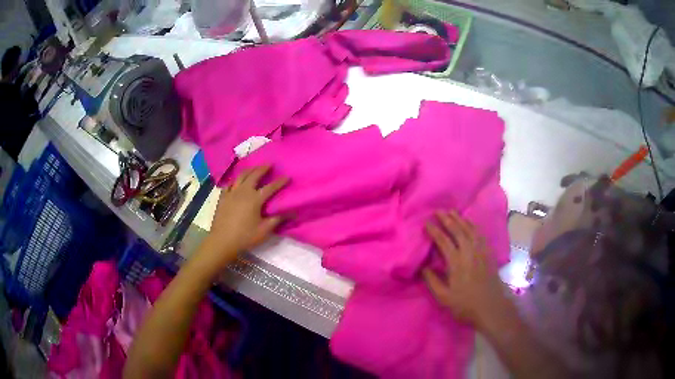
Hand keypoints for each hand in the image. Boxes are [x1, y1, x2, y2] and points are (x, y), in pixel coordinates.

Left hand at [202, 166, 288, 266]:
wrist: (222, 241)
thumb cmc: (245, 236)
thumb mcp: (264, 230)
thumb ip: (277, 220)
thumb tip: (292, 213)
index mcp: (255, 199)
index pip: (271, 187)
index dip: (280, 182)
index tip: (287, 177)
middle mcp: (243, 192)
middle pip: (254, 175)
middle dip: (263, 168)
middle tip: (269, 164)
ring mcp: (231, 193)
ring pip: (241, 176)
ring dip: (249, 170)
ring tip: (254, 168)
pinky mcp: (223, 197)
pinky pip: (229, 185)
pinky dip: (235, 181)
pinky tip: (236, 182)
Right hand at [422, 211, 506, 327]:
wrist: (491, 308)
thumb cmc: (465, 304)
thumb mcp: (444, 297)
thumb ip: (432, 281)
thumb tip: (423, 267)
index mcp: (456, 262)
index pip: (443, 241)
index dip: (434, 231)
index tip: (426, 223)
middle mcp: (469, 252)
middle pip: (458, 231)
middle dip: (447, 219)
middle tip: (438, 210)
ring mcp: (481, 252)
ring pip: (470, 230)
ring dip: (461, 219)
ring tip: (452, 212)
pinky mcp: (489, 254)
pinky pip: (480, 235)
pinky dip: (473, 226)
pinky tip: (470, 224)